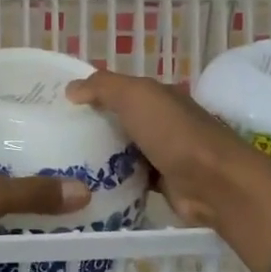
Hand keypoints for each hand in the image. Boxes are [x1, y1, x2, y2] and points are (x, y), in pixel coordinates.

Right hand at [66, 69, 270, 225]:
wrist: (214, 183)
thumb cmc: (173, 133)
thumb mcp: (135, 96)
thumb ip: (103, 87)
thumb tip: (71, 89)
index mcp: (159, 95)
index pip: (119, 89)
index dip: (92, 93)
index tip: (61, 105)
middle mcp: (163, 121)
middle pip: (120, 120)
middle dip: (93, 126)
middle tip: (56, 136)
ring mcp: (165, 152)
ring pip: (125, 150)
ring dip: (102, 155)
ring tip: (65, 162)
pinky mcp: (164, 182)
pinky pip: (132, 177)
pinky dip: (115, 180)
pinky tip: (90, 184)